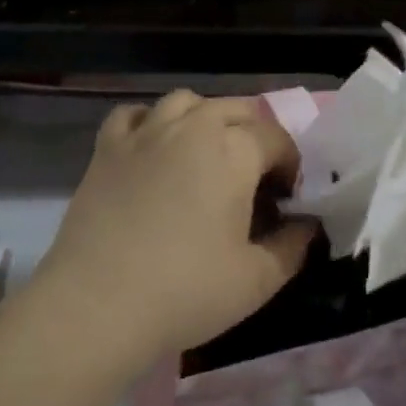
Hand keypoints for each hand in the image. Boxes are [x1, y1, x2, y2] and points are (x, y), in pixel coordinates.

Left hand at [38, 91, 316, 361]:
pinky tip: (154, 147)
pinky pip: (134, 114)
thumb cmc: (186, 291)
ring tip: (207, 154)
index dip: (290, 165)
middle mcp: (192, 127)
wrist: (97, 304)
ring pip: (186, 102)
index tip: (286, 199)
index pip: (276, 138)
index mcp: (234, 151)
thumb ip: (293, 246)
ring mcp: (145, 132)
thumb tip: (308, 226)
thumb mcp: (257, 280)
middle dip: (254, 135)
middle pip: (235, 110)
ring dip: (206, 119)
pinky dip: (151, 122)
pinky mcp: (107, 147)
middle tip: (254, 176)